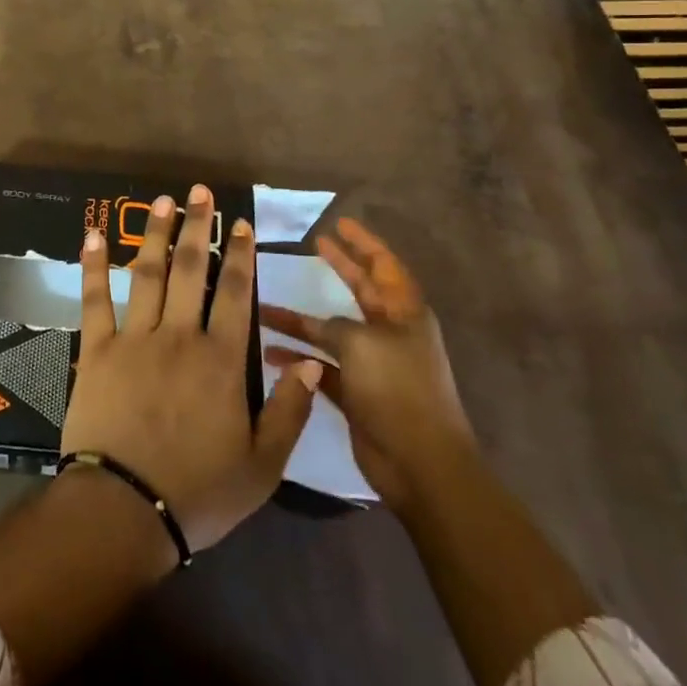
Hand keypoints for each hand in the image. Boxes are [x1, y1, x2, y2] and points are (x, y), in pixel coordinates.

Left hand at [61, 185, 322, 555]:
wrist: (125, 511)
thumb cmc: (198, 492)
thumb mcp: (263, 466)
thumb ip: (289, 411)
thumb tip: (308, 360)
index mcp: (221, 361)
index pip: (236, 293)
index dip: (239, 255)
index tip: (240, 223)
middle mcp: (179, 336)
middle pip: (190, 270)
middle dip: (196, 226)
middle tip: (198, 191)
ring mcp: (133, 339)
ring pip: (146, 274)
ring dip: (154, 233)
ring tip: (160, 201)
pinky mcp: (95, 351)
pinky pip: (94, 300)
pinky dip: (93, 266)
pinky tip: (93, 235)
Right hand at [261, 217, 475, 511]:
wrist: (420, 463)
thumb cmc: (397, 389)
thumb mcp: (361, 343)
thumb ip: (334, 325)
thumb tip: (318, 325)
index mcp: (404, 313)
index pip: (384, 265)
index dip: (363, 242)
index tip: (339, 222)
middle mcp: (391, 333)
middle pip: (361, 291)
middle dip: (339, 267)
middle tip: (315, 244)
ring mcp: (374, 364)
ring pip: (334, 330)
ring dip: (303, 320)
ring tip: (266, 306)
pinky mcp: (357, 393)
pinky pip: (323, 365)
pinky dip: (299, 358)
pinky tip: (269, 353)